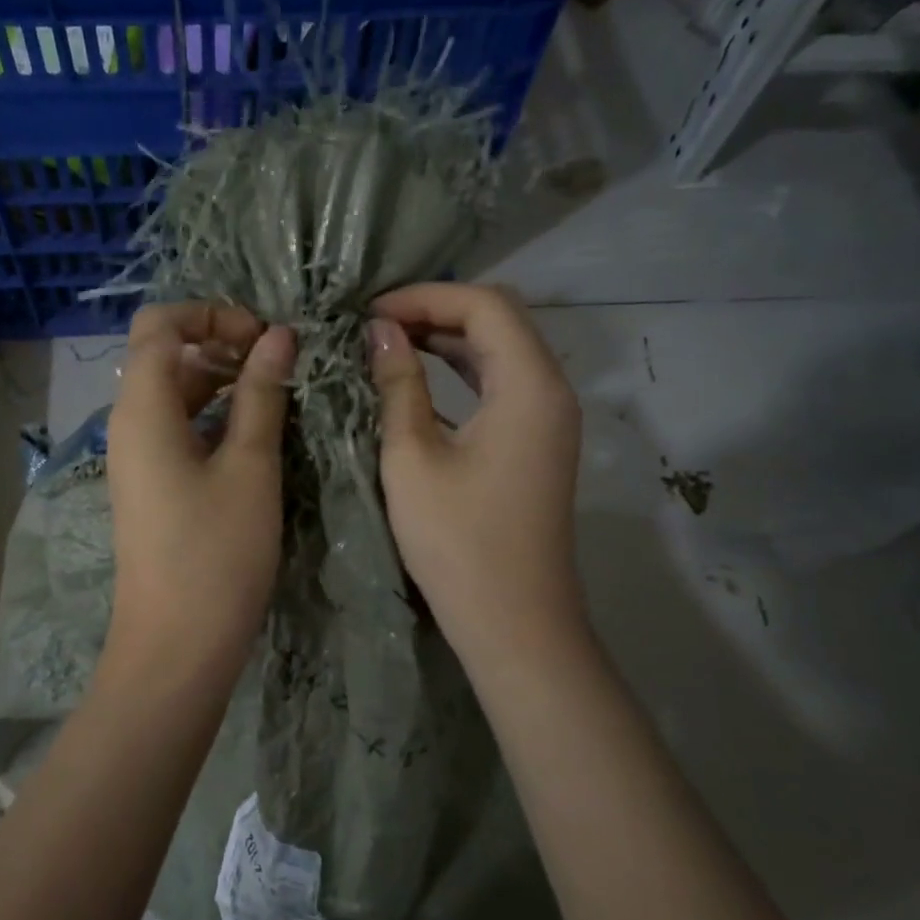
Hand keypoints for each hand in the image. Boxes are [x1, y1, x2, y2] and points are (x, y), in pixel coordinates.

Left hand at [106, 303, 296, 683]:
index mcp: (143, 409)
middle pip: (165, 355)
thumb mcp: (250, 467)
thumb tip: (279, 336)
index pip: (159, 324)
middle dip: (221, 344)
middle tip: (280, 364)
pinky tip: (257, 433)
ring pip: (174, 394)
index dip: (210, 314)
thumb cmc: (217, 554)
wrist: (176, 645)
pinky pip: (178, 429)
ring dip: (222, 382)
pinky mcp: (151, 486)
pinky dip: (214, 417)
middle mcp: (129, 424)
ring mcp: (137, 458)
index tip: (263, 337)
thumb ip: (262, 395)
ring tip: (278, 394)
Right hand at [368, 284, 584, 668]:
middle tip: (373, 324)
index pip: (483, 305)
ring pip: (500, 352)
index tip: (369, 313)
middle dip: (435, 311)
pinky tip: (416, 379)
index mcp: (530, 385)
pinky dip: (460, 372)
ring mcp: (547, 419)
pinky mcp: (535, 444)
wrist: (513, 622)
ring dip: (446, 339)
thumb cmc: (457, 541)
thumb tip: (379, 331)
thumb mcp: (413, 457)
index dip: (425, 297)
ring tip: (387, 342)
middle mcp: (551, 390)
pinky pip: (500, 385)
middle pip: (498, 320)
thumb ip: (398, 384)